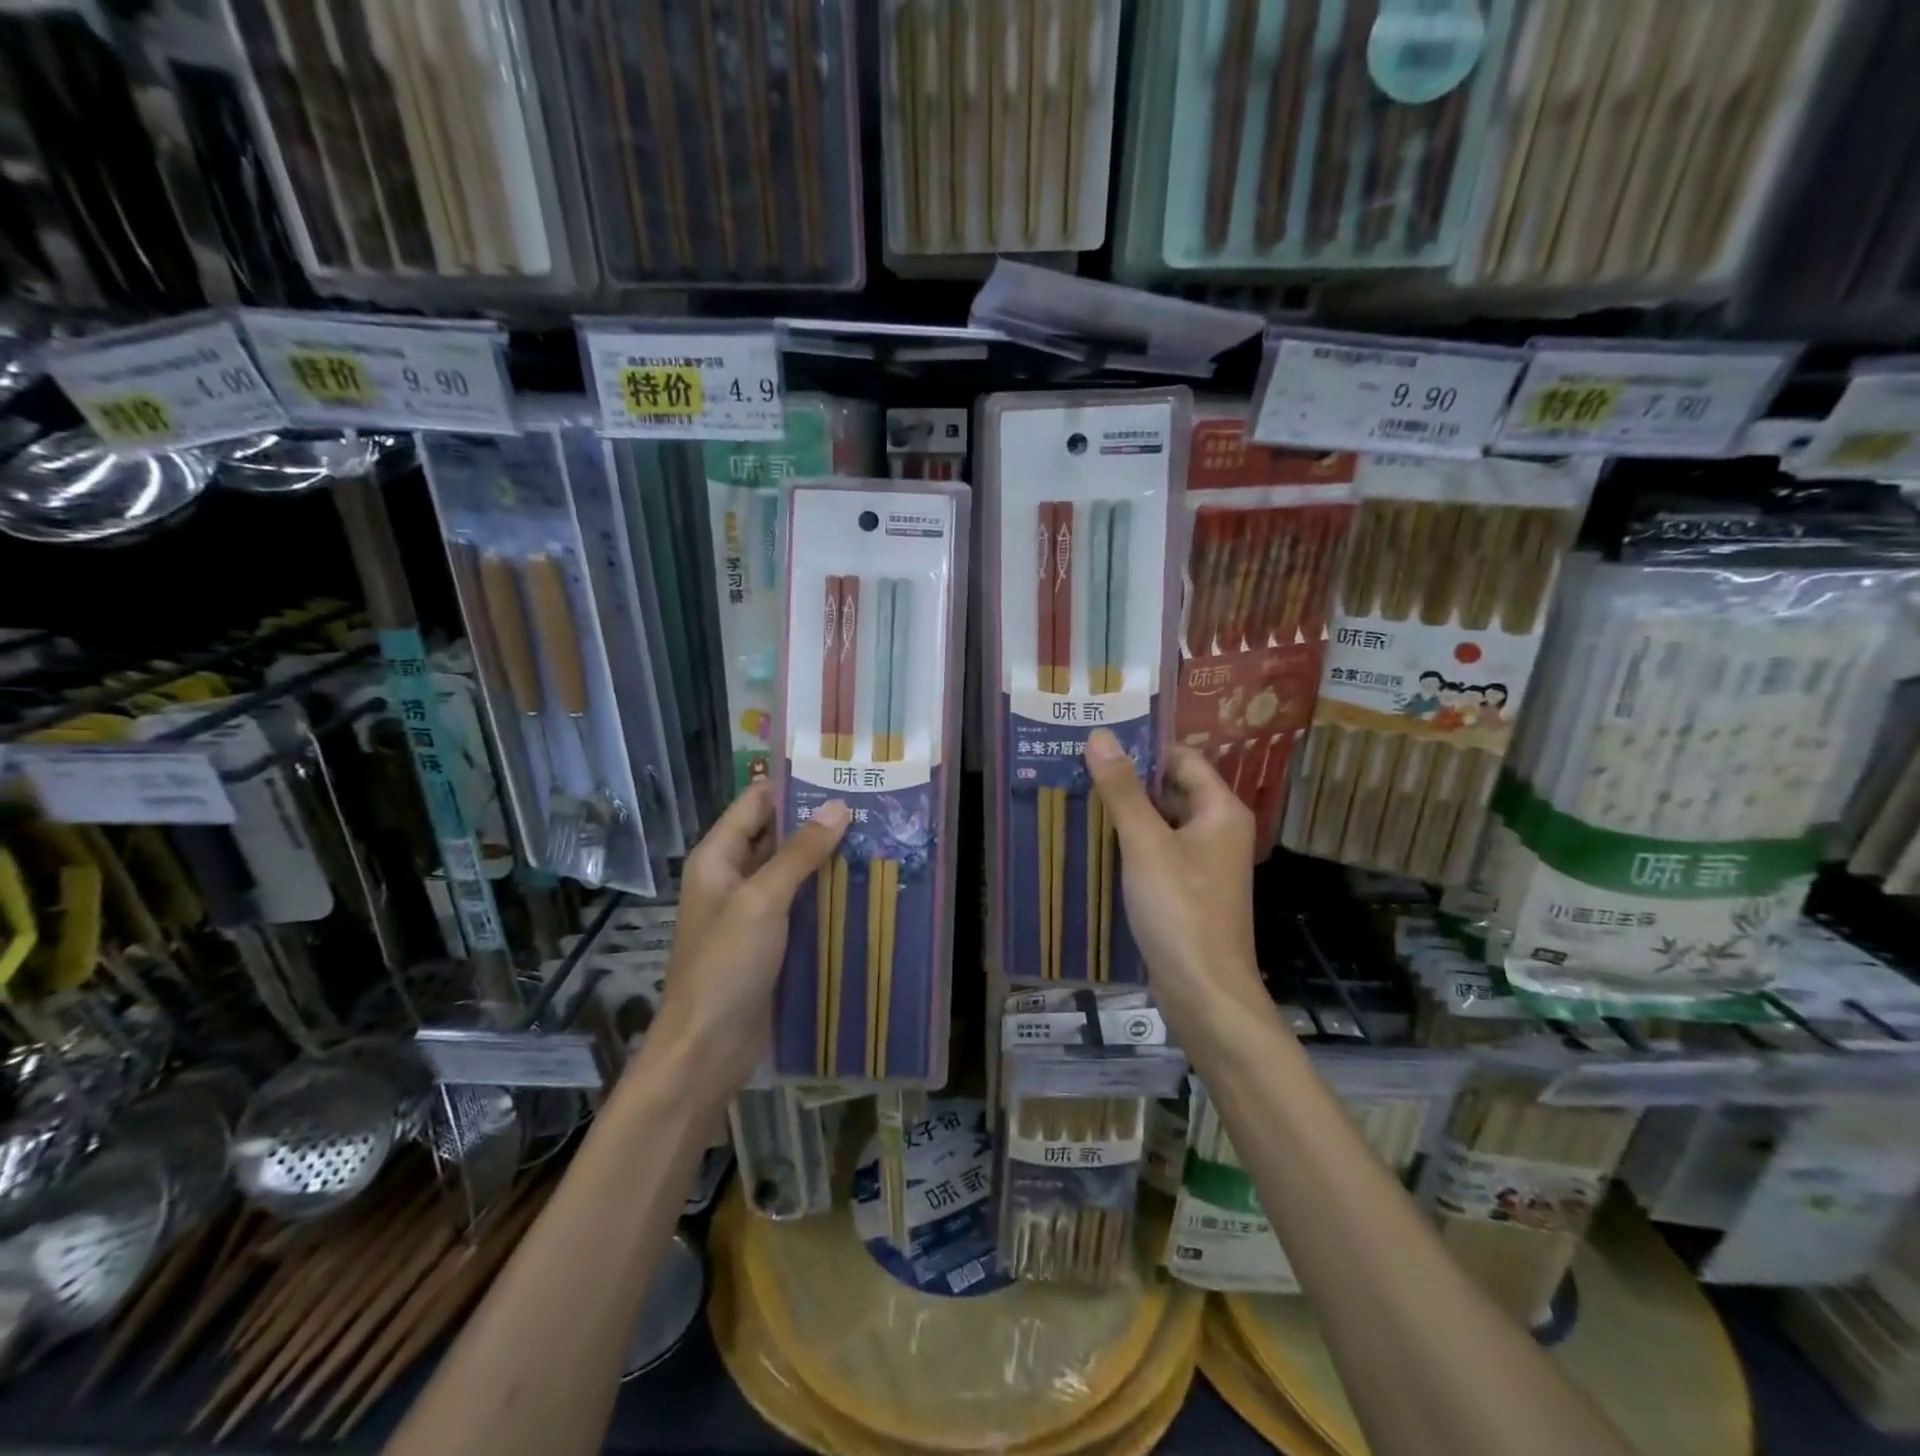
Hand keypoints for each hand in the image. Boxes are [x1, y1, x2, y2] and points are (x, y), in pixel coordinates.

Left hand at [651, 783, 848, 1096]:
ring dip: (826, 857)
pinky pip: (799, 904)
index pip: (756, 802)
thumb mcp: (762, 901)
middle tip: (870, 803)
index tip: (839, 772)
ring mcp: (750, 911)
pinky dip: (825, 892)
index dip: (793, 785)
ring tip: (876, 837)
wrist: (706, 1050)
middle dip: (818, 820)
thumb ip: (799, 853)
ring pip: (792, 870)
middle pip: (776, 834)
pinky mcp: (768, 941)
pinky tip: (862, 885)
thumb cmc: (725, 966)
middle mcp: (732, 877)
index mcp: (717, 857)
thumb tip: (837, 807)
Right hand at [1084, 730, 1266, 1039]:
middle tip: (1078, 768)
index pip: (1182, 758)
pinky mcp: (1189, 890)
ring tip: (1078, 799)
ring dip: (1127, 813)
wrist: (1205, 992)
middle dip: (1128, 781)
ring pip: (1162, 822)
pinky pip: (1159, 852)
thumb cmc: (1180, 910)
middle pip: (1172, 789)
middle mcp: (1218, 830)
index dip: (1143, 748)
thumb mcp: (1145, 844)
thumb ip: (1122, 790)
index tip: (1098, 743)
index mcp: (1220, 810)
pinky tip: (1095, 844)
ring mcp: (1205, 862)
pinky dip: (1131, 844)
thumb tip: (1101, 736)